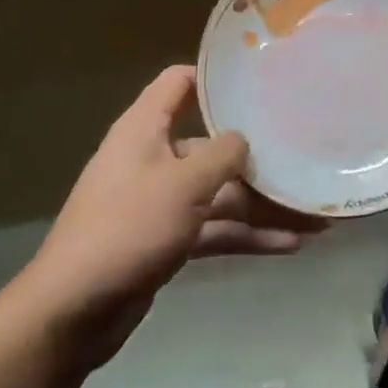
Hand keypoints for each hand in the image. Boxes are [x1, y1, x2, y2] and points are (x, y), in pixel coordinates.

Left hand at [19, 65, 325, 366]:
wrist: (73, 312)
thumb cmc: (128, 228)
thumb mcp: (183, 183)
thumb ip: (222, 155)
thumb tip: (243, 139)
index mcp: (145, 129)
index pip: (179, 83)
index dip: (215, 76)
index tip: (260, 77)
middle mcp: (153, 158)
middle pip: (211, 145)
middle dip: (257, 157)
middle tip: (306, 157)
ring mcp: (159, 202)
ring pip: (218, 193)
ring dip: (261, 205)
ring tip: (314, 216)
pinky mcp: (165, 240)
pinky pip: (213, 228)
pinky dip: (245, 235)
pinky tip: (289, 244)